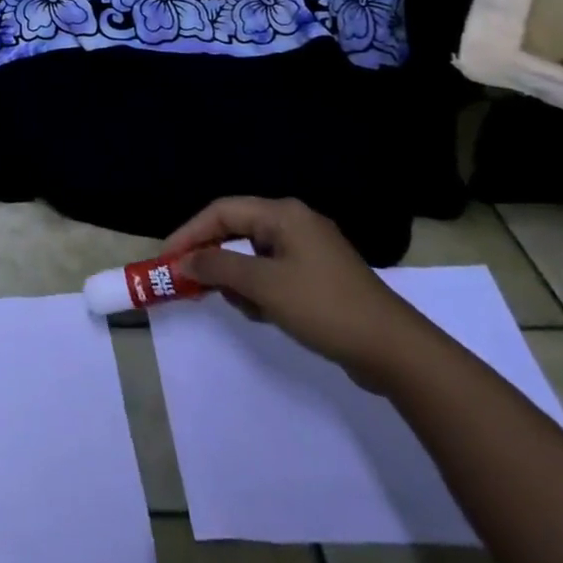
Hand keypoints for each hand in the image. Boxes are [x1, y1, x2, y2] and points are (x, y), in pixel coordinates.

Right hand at [164, 196, 437, 393]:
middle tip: (188, 281)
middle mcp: (295, 222)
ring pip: (254, 254)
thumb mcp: (264, 287)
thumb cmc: (324, 308)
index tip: (167, 258)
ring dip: (238, 277)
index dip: (189, 232)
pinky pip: (273, 271)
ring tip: (237, 304)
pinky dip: (260, 288)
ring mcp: (310, 249)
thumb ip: (219, 268)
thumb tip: (184, 260)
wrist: (395, 351)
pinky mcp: (319, 275)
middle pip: (237, 229)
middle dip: (212, 256)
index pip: (222, 211)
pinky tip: (262, 313)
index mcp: (283, 214)